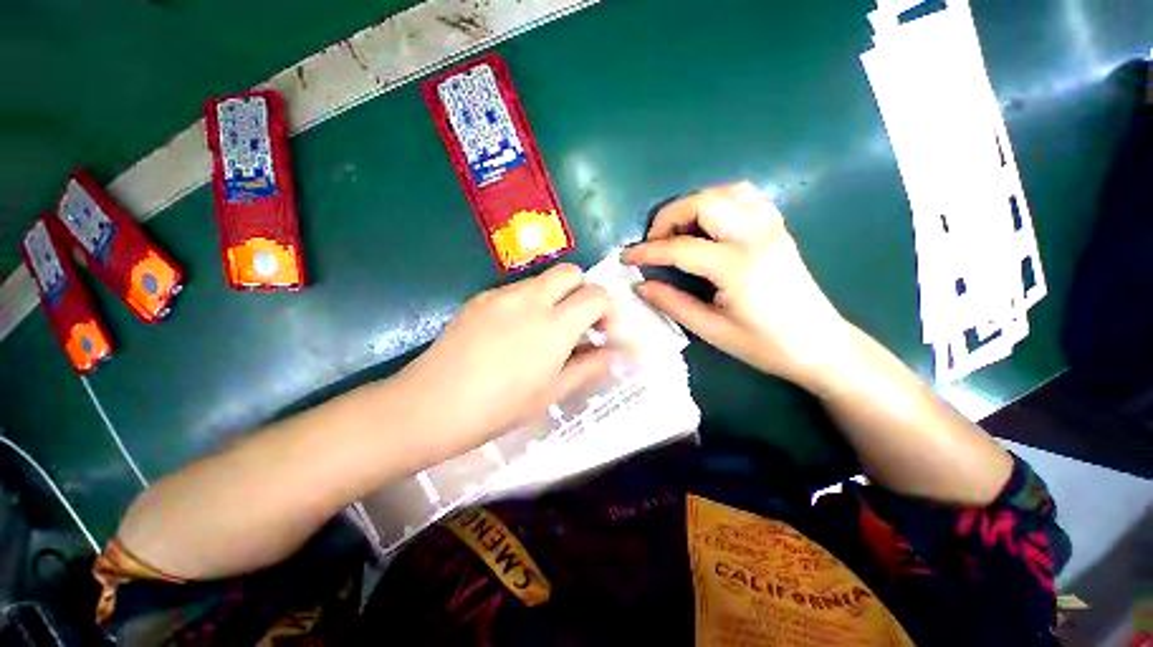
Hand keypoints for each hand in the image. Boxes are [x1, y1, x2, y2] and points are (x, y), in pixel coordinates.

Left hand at [396, 264, 616, 455]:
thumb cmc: (500, 406)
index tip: (601, 331)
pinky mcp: (481, 297)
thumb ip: (588, 367)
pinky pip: (515, 289)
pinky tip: (512, 332)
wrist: (433, 403)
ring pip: (542, 280)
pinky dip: (528, 302)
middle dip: (582, 291)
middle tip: (577, 322)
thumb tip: (614, 355)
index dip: (606, 310)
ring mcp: (503, 294)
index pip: (596, 295)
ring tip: (542, 331)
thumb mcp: (552, 391)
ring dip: (554, 297)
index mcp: (555, 324)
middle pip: (570, 272)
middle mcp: (532, 298)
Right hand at [624, 182, 851, 389]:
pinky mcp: (778, 228)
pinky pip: (745, 197)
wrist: (821, 345)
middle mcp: (756, 236)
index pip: (680, 248)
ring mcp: (771, 227)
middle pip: (703, 203)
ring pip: (724, 192)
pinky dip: (718, 201)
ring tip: (677, 231)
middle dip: (668, 217)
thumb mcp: (712, 330)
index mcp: (737, 267)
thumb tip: (641, 285)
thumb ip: (673, 304)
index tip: (627, 257)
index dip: (648, 251)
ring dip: (693, 205)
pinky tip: (708, 224)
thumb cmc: (765, 345)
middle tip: (654, 242)